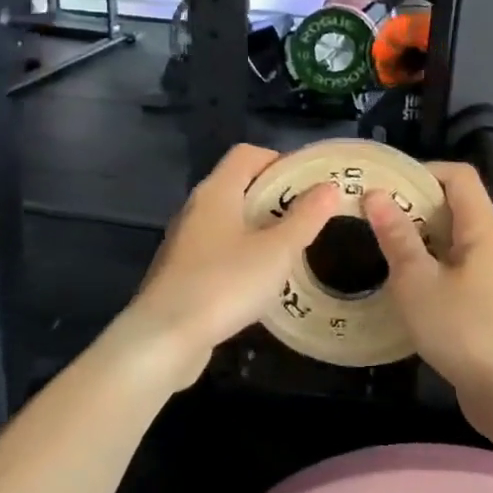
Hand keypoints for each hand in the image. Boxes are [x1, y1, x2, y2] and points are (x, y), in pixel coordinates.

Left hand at [123, 143, 339, 384]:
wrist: (164, 339)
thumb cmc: (225, 283)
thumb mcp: (277, 251)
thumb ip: (306, 217)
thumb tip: (328, 187)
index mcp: (216, 191)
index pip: (247, 153)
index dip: (280, 160)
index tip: (310, 183)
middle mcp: (196, 208)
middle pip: (239, 185)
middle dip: (275, 196)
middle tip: (309, 217)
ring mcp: (185, 241)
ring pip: (229, 220)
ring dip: (260, 228)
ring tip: (291, 249)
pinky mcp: (181, 272)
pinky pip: (219, 249)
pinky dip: (243, 254)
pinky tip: (261, 280)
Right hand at [363, 161, 492, 433]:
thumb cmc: (463, 329)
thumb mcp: (417, 282)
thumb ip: (397, 236)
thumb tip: (375, 195)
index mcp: (483, 227)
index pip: (458, 175)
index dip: (421, 171)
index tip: (384, 186)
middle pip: (455, 204)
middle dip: (414, 204)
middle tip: (372, 216)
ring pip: (455, 237)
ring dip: (420, 237)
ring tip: (382, 246)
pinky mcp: (491, 299)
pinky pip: (458, 265)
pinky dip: (432, 263)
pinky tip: (406, 283)